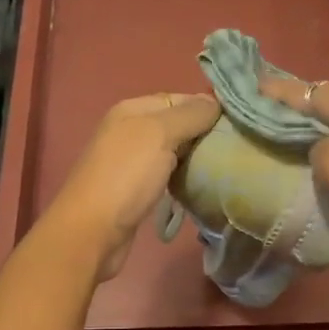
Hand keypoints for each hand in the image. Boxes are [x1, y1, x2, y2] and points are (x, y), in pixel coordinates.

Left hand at [42, 93, 220, 279]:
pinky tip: (200, 184)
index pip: (178, 98)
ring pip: (172, 150)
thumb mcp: (160, 134)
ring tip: (224, 164)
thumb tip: (215, 102)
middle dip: (203, 133)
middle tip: (235, 146)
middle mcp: (129, 130)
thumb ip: (189, 115)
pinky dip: (182, 176)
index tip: (236, 123)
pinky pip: (166, 173)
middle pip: (176, 124)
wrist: (92, 231)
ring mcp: (130, 161)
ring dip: (195, 156)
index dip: (205, 108)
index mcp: (132, 109)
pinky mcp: (134, 189)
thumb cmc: (126, 176)